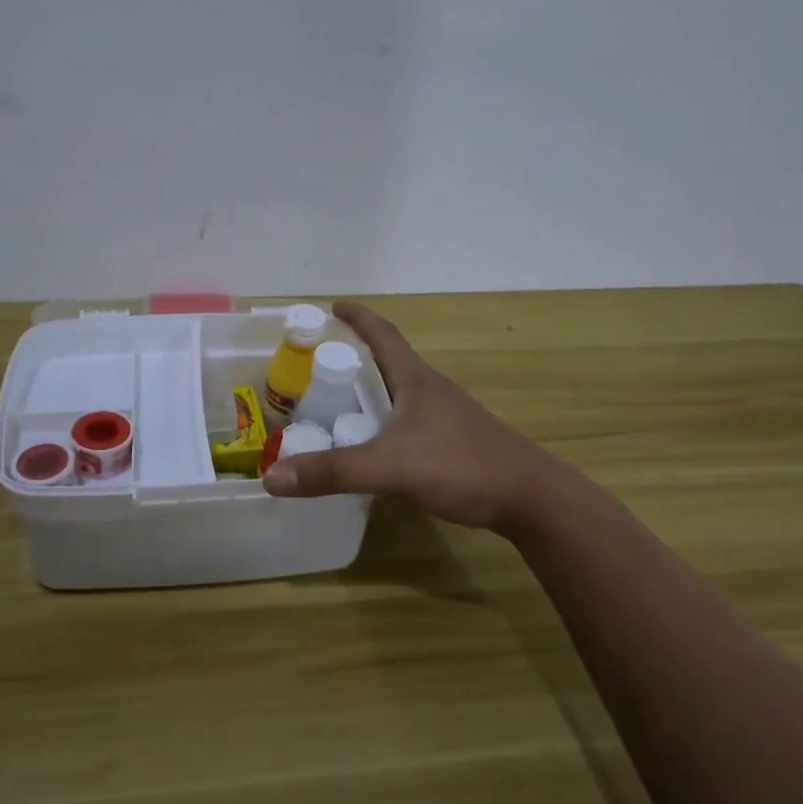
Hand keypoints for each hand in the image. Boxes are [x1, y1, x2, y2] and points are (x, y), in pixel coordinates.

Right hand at [262, 302, 579, 531]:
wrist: (531, 498)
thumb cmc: (461, 466)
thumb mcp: (390, 467)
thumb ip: (332, 472)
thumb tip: (271, 477)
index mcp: (416, 381)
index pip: (383, 335)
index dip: (359, 318)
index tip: (333, 306)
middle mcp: (432, 391)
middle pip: (391, 362)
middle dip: (357, 357)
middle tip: (322, 365)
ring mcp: (447, 417)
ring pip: (401, 394)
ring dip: (373, 391)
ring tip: (341, 404)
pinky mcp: (455, 443)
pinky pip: (411, 421)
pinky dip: (386, 422)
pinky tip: (377, 445)